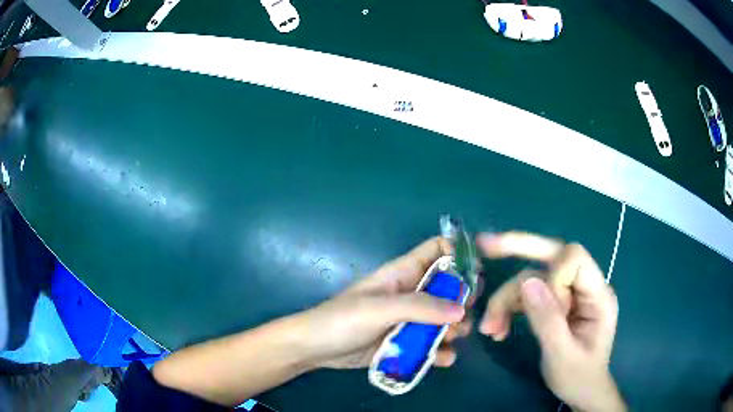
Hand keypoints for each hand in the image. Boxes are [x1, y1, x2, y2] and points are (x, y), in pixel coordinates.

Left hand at [293, 237, 473, 370]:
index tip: (476, 275)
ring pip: (443, 317)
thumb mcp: (380, 309)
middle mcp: (410, 293)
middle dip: (462, 299)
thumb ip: (420, 307)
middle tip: (465, 316)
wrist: (316, 349)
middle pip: (448, 287)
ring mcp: (409, 319)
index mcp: (403, 273)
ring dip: (454, 328)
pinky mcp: (405, 342)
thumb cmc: (343, 320)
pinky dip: (440, 351)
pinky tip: (442, 360)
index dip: (459, 255)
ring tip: (453, 339)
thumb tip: (461, 310)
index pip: (437, 250)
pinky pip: (431, 344)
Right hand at [477, 232, 625, 411]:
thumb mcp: (562, 356)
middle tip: (485, 245)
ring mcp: (569, 295)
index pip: (574, 259)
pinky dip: (509, 309)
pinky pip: (529, 295)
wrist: (581, 391)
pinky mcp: (556, 304)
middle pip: (552, 254)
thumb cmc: (578, 377)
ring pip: (533, 279)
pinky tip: (498, 329)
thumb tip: (527, 282)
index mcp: (598, 295)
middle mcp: (584, 287)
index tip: (542, 312)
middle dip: (518, 249)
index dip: (552, 277)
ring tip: (489, 328)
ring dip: (507, 300)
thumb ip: (547, 320)